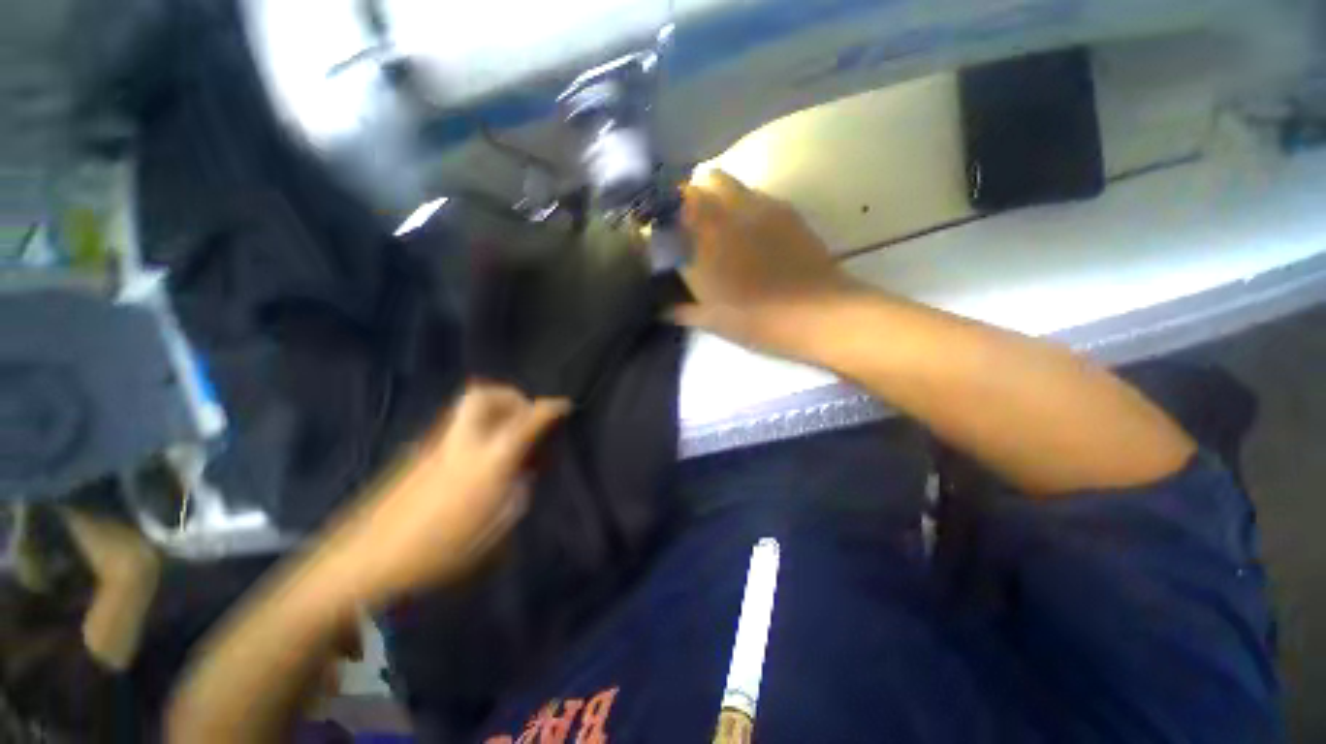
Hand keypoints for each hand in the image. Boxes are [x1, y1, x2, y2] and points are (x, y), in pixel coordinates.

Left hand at [331, 384, 569, 604]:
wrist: (368, 560)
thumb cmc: (440, 550)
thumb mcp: (495, 529)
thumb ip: (515, 492)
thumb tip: (521, 472)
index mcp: (488, 460)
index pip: (526, 421)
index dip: (549, 408)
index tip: (564, 405)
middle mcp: (463, 442)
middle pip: (485, 395)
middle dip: (510, 396)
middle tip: (523, 413)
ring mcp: (437, 444)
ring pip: (467, 406)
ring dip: (493, 408)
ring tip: (504, 431)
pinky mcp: (418, 453)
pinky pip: (456, 424)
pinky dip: (476, 425)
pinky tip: (478, 453)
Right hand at [676, 169, 863, 360]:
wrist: (817, 313)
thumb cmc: (756, 320)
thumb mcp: (712, 321)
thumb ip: (683, 311)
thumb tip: (663, 310)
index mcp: (703, 240)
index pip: (672, 207)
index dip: (664, 211)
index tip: (662, 226)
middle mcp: (727, 213)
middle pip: (701, 181)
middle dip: (691, 194)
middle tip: (691, 221)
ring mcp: (759, 206)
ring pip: (729, 180)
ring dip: (718, 194)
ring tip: (721, 222)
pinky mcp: (785, 209)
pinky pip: (756, 193)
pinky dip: (745, 203)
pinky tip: (751, 228)